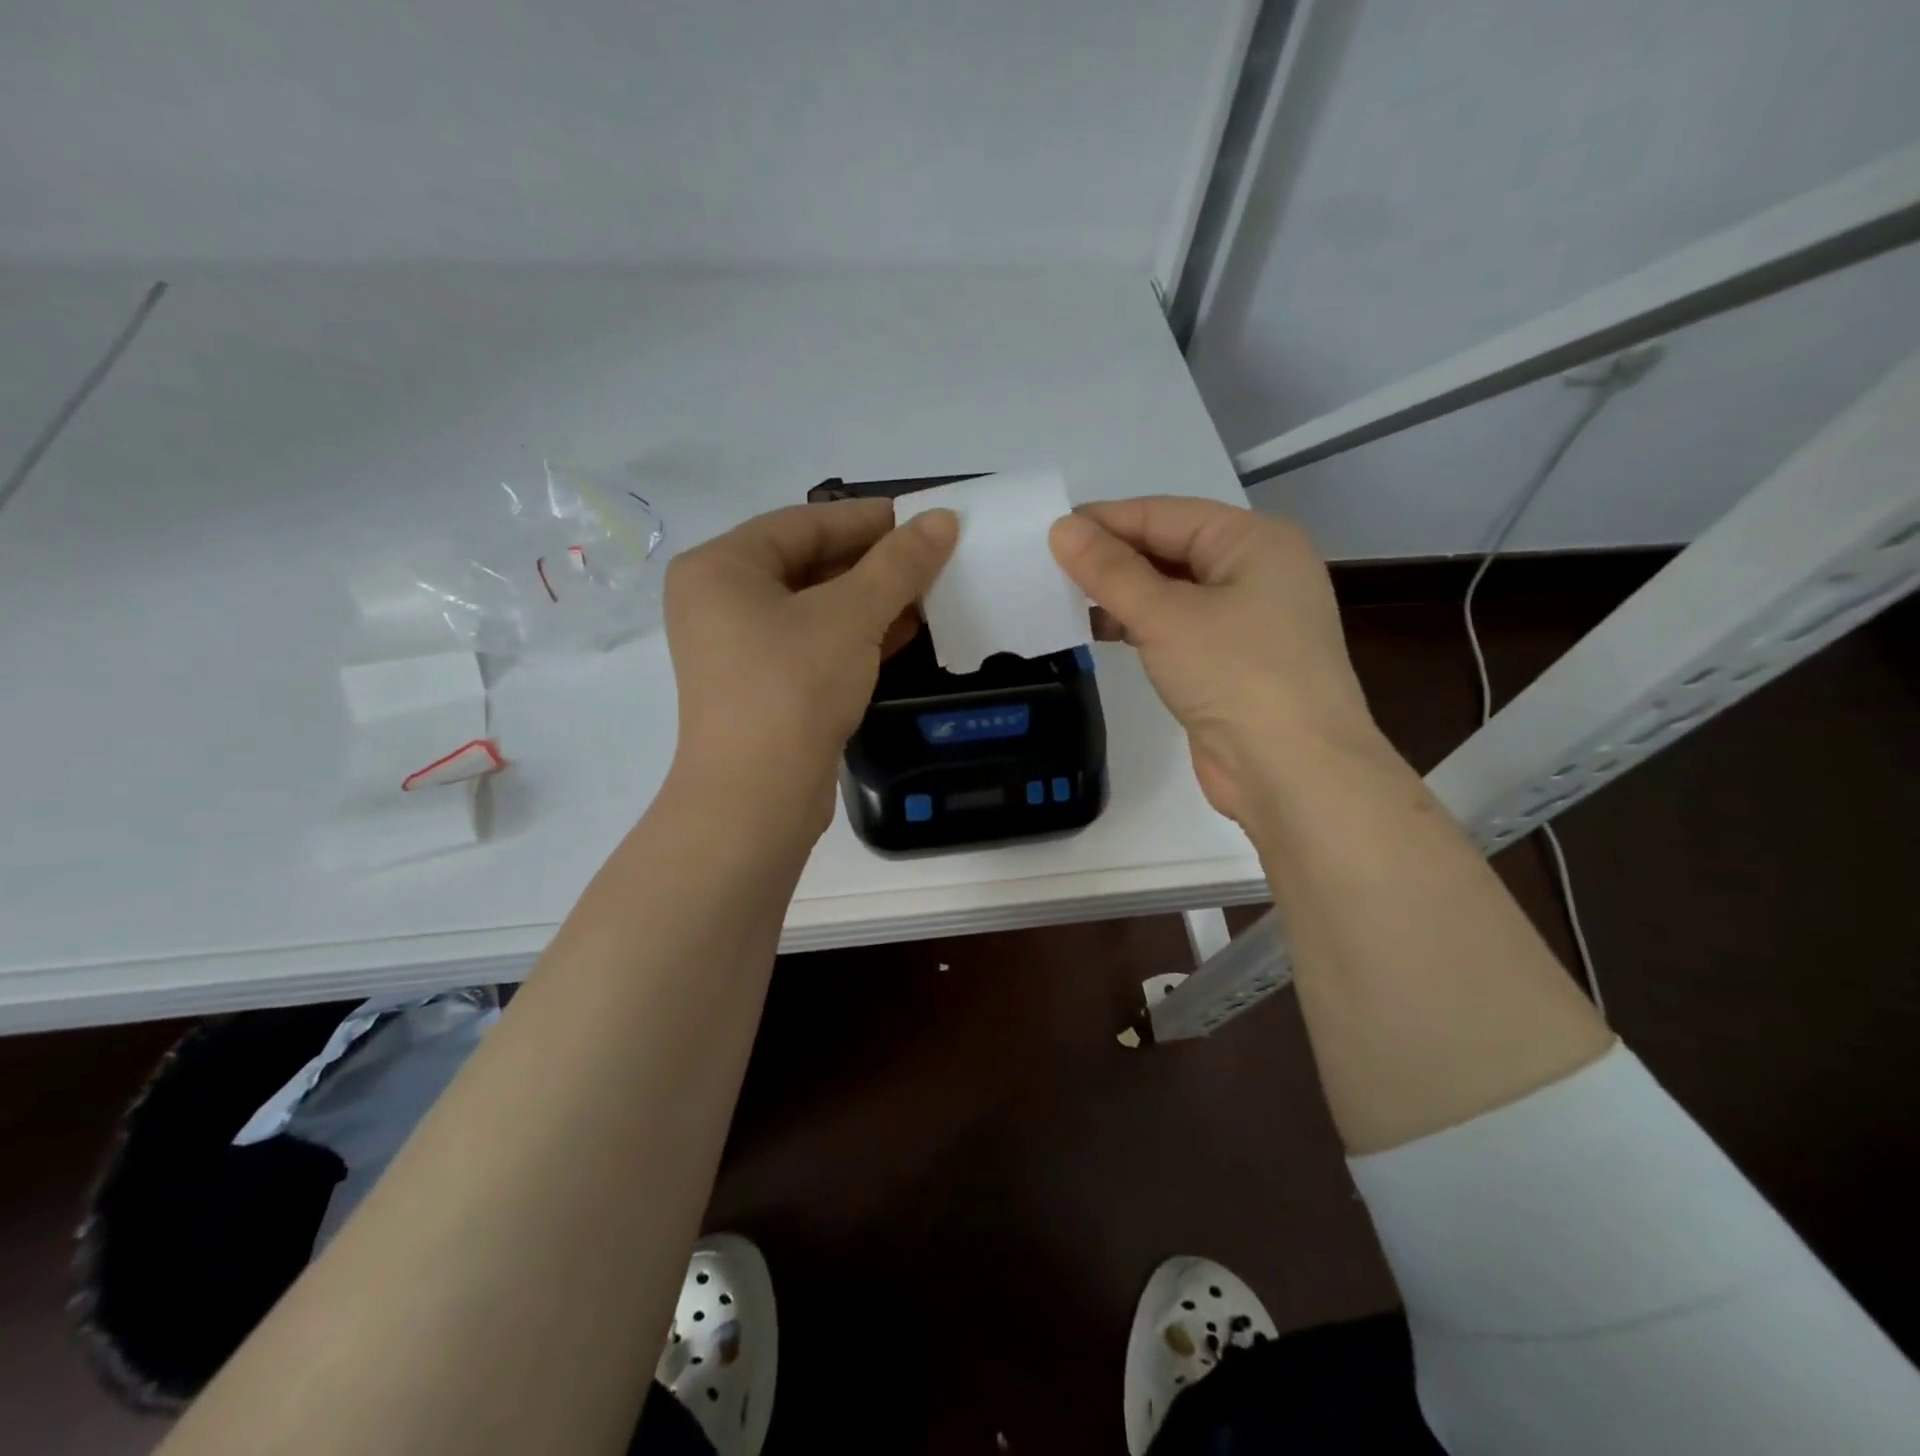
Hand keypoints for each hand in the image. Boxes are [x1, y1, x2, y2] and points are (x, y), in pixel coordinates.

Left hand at [663, 498, 958, 836]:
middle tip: (931, 554)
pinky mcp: (762, 686)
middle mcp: (720, 601)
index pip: (804, 523)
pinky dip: (856, 635)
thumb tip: (943, 519)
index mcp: (721, 567)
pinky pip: (813, 643)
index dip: (867, 518)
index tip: (921, 515)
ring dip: (871, 599)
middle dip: (873, 562)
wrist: (757, 798)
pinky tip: (905, 631)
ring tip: (929, 589)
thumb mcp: (851, 616)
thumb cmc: (793, 687)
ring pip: (814, 607)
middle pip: (808, 563)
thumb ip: (898, 564)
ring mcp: (738, 648)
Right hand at [1049, 497, 1379, 827]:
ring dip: (1124, 595)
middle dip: (1113, 559)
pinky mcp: (1233, 663)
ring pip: (1173, 591)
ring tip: (1066, 601)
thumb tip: (1061, 528)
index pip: (1165, 514)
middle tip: (1050, 569)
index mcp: (1254, 541)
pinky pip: (1179, 628)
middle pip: (1171, 550)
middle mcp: (1257, 571)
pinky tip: (1103, 634)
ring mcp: (1249, 620)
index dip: (1106, 521)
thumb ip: (1110, 572)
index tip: (1049, 533)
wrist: (1293, 772)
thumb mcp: (1166, 616)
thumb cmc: (1236, 675)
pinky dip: (1141, 627)